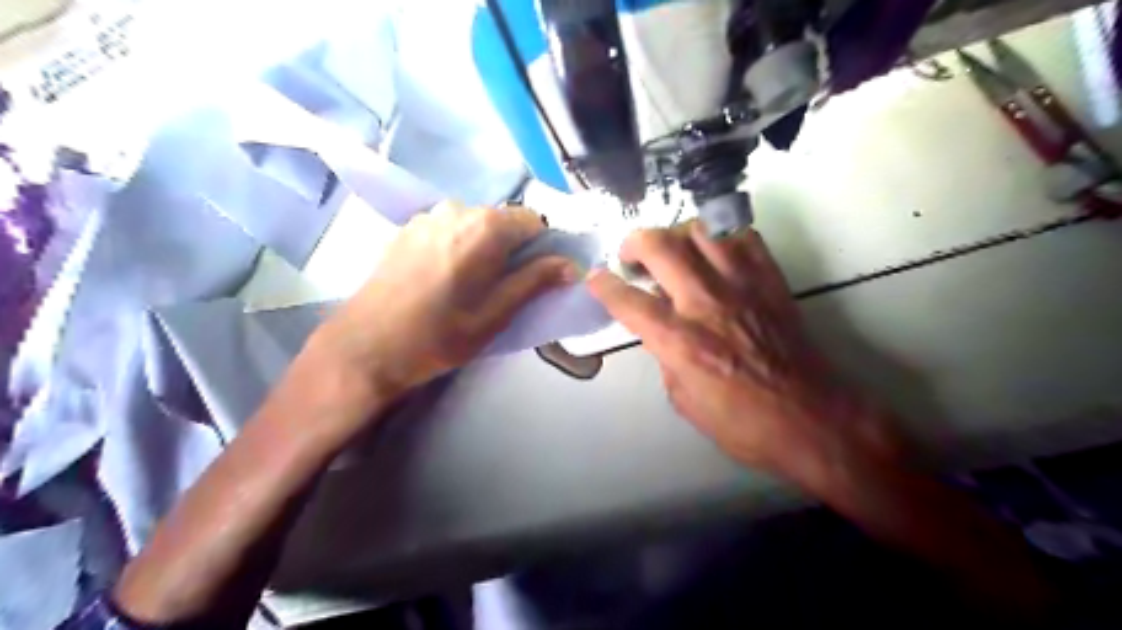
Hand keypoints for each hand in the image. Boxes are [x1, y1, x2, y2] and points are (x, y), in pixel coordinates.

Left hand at [318, 205, 571, 402]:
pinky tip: (443, 279)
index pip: (534, 222)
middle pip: (503, 221)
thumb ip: (535, 282)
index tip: (534, 279)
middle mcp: (457, 208)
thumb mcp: (496, 315)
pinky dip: (459, 247)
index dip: (542, 249)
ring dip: (484, 249)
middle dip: (512, 250)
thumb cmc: (438, 336)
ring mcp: (427, 216)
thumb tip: (571, 265)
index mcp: (485, 227)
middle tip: (502, 290)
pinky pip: (450, 229)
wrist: (365, 348)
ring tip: (469, 287)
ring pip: (476, 225)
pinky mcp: (407, 228)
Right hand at [589, 223, 899, 494]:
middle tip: (631, 256)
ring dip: (676, 235)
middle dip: (634, 242)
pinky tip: (715, 254)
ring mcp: (742, 285)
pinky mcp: (770, 280)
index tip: (595, 278)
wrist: (811, 418)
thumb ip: (666, 357)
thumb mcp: (684, 400)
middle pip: (660, 247)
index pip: (628, 301)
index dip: (604, 286)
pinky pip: (742, 237)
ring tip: (673, 251)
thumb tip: (661, 331)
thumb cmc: (743, 423)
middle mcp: (706, 303)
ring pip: (701, 230)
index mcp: (680, 341)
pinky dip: (721, 238)